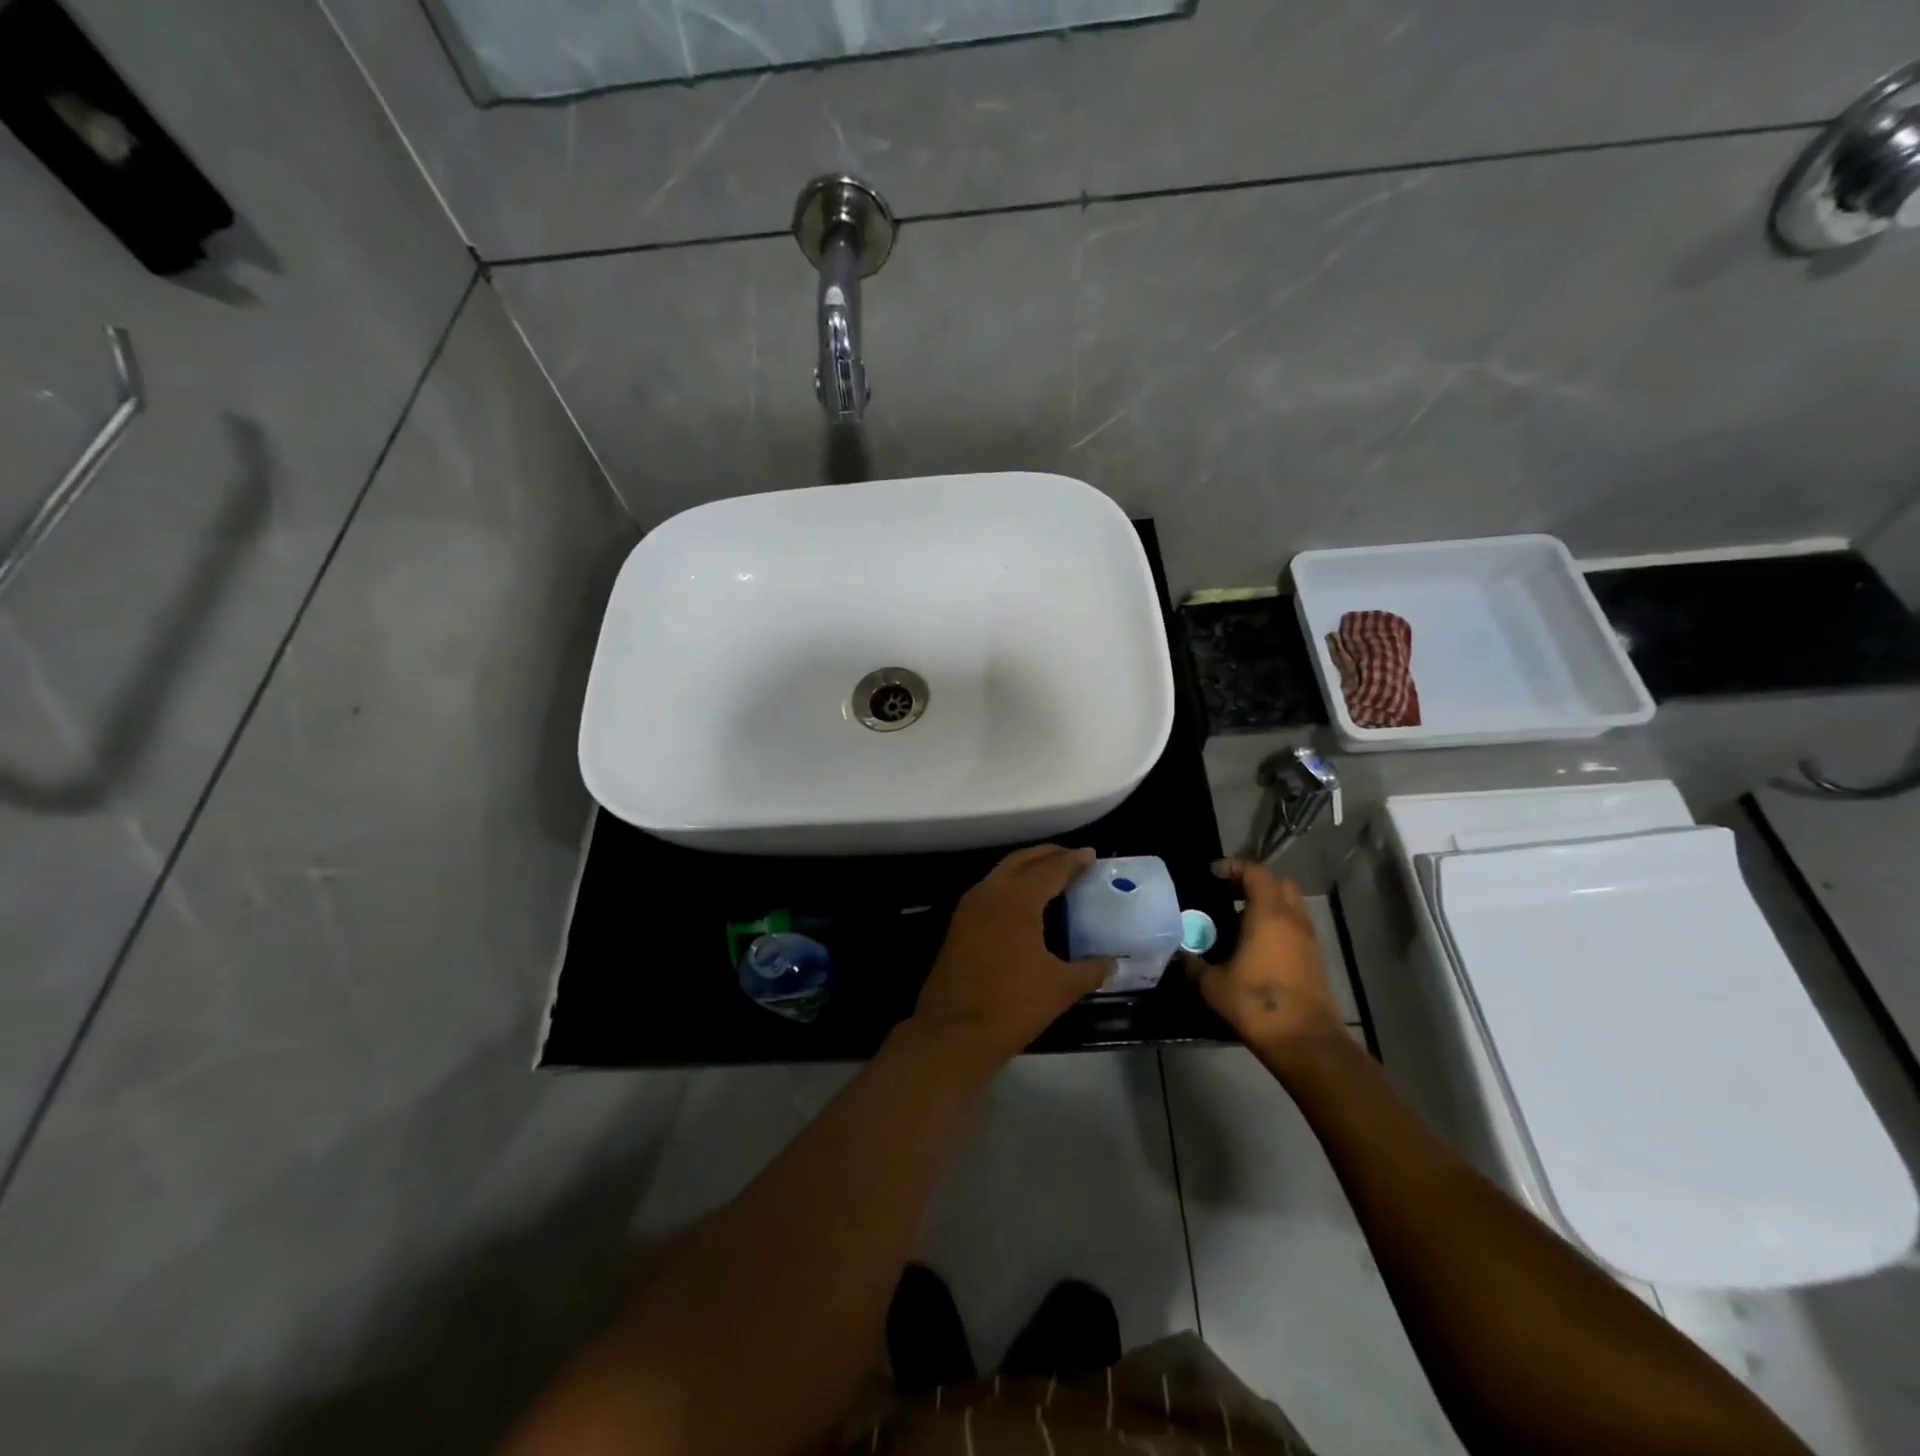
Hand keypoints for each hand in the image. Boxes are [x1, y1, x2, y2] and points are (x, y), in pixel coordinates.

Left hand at [909, 845, 1112, 1073]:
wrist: (953, 1033)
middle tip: (1072, 857)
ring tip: (1052, 876)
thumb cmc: (1011, 1006)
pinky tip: (1026, 904)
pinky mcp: (959, 925)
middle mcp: (989, 893)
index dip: (1073, 861)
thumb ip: (1090, 970)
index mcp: (1016, 900)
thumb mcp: (1060, 988)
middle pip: (1021, 861)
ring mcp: (969, 908)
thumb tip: (1112, 963)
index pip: (1050, 869)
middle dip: (1047, 855)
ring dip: (1026, 869)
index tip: (1091, 854)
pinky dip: (1011, 886)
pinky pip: (990, 891)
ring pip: (1002, 874)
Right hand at [1189, 858, 1344, 1056]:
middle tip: (1227, 893)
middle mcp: (1293, 920)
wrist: (1305, 1042)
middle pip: (1278, 883)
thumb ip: (1193, 964)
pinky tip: (1254, 945)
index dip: (1233, 867)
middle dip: (1253, 882)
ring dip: (1266, 904)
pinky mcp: (1315, 959)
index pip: (1255, 873)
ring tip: (1237, 920)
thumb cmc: (1256, 1005)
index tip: (1212, 874)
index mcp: (1269, 915)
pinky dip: (1276, 924)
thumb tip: (1179, 955)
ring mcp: (1308, 940)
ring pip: (1290, 905)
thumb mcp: (1213, 984)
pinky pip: (1294, 927)